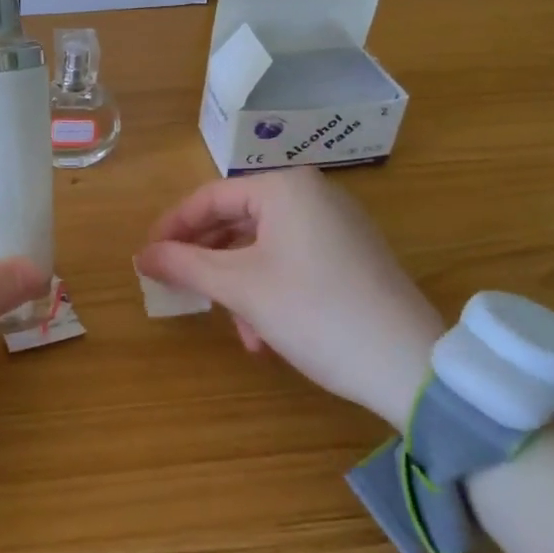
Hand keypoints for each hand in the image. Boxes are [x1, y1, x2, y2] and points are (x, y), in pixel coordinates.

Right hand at [134, 170, 443, 430]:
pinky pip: (293, 259)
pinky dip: (270, 288)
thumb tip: (141, 255)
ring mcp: (338, 224)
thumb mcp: (240, 288)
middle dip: (208, 262)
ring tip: (236, 329)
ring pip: (264, 246)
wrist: (411, 365)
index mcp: (284, 187)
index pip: (209, 198)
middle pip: (237, 221)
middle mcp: (312, 194)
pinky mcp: (354, 254)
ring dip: (239, 284)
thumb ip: (184, 265)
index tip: (147, 257)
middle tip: (181, 290)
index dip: (172, 228)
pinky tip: (266, 333)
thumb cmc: (314, 312)